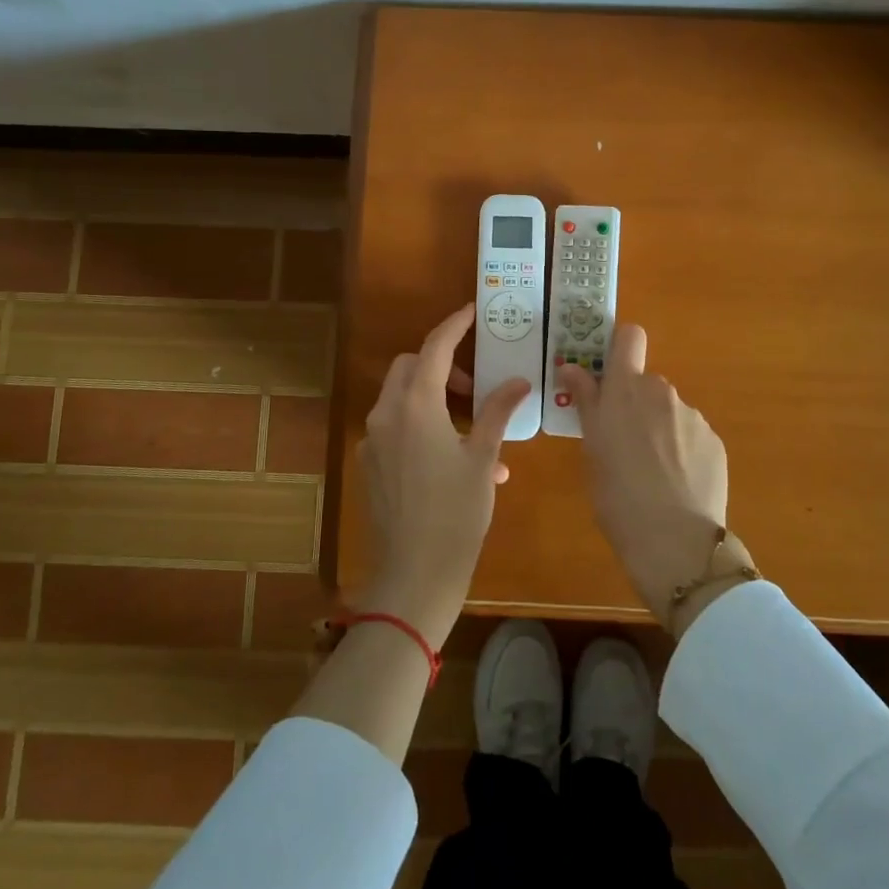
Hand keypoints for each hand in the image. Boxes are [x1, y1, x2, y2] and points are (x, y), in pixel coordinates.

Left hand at [357, 303, 530, 648]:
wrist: (413, 576)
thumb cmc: (456, 514)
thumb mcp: (484, 460)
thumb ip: (497, 413)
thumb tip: (519, 381)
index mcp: (416, 405)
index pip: (435, 348)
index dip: (453, 325)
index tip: (470, 312)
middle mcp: (387, 414)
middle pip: (411, 367)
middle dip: (442, 365)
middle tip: (474, 387)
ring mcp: (373, 440)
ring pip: (401, 396)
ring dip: (433, 397)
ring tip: (473, 431)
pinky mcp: (369, 465)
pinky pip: (395, 428)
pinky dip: (421, 426)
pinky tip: (452, 460)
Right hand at [556, 325, 753, 631]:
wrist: (674, 541)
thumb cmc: (617, 494)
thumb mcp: (591, 447)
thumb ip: (585, 401)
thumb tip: (571, 367)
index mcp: (626, 389)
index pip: (629, 336)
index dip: (619, 346)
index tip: (608, 371)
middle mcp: (662, 392)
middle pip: (645, 383)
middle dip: (635, 403)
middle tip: (622, 443)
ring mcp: (692, 417)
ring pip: (668, 412)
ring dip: (659, 429)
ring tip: (651, 473)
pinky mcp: (715, 442)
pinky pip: (691, 436)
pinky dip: (682, 451)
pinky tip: (676, 484)